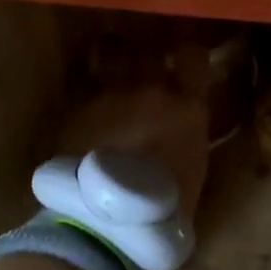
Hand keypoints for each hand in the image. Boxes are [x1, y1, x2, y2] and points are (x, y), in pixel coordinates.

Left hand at [57, 44, 211, 222]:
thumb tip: (182, 118)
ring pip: (110, 53)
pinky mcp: (76, 108)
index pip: (193, 56)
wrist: (110, 223)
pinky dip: (85, 84)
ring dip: (111, 54)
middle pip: (148, 48)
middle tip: (142, 50)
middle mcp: (150, 90)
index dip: (188, 51)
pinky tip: (85, 90)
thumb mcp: (193, 164)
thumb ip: (187, 130)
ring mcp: (111, 96)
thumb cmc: (166, 207)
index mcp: (187, 107)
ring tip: (107, 54)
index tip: (183, 53)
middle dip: (146, 46)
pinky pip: (82, 83)